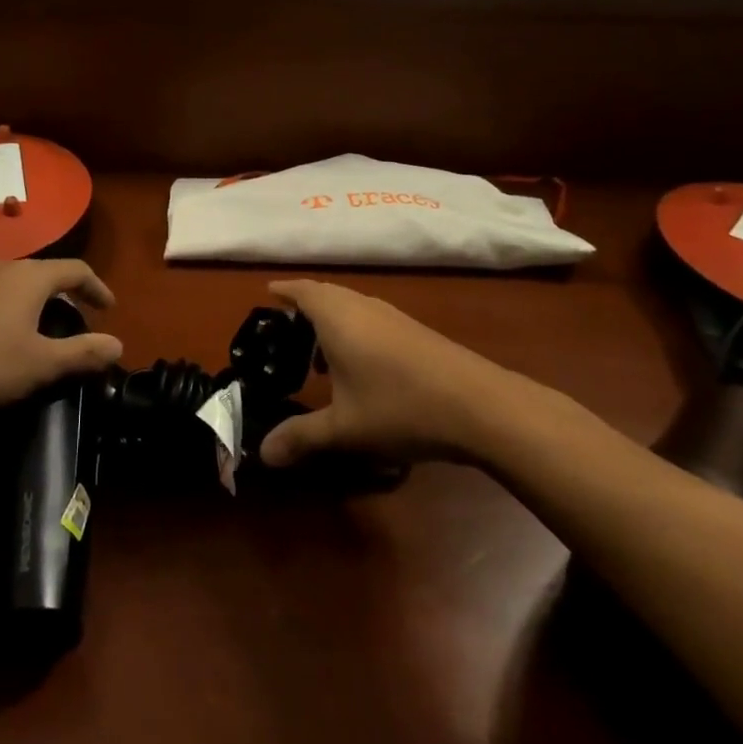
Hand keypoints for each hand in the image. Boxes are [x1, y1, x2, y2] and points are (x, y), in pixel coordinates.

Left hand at [0, 259, 122, 418]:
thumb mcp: (40, 364)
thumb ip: (83, 353)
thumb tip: (118, 344)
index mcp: (30, 277)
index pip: (76, 270)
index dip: (97, 288)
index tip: (109, 308)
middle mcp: (2, 266)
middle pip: (45, 273)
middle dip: (66, 295)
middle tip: (77, 321)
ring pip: (15, 282)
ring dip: (35, 301)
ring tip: (41, 329)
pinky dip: (9, 307)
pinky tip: (0, 336)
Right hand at [259, 280, 496, 468]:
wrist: (479, 405)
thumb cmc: (399, 406)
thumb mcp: (344, 428)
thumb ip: (301, 436)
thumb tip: (263, 453)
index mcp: (336, 316)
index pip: (302, 291)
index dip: (284, 290)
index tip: (267, 292)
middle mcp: (362, 307)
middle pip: (327, 295)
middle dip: (305, 309)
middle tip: (286, 334)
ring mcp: (393, 317)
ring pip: (352, 308)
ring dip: (332, 325)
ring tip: (319, 360)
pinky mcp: (415, 332)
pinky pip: (372, 320)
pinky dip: (356, 334)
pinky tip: (361, 370)